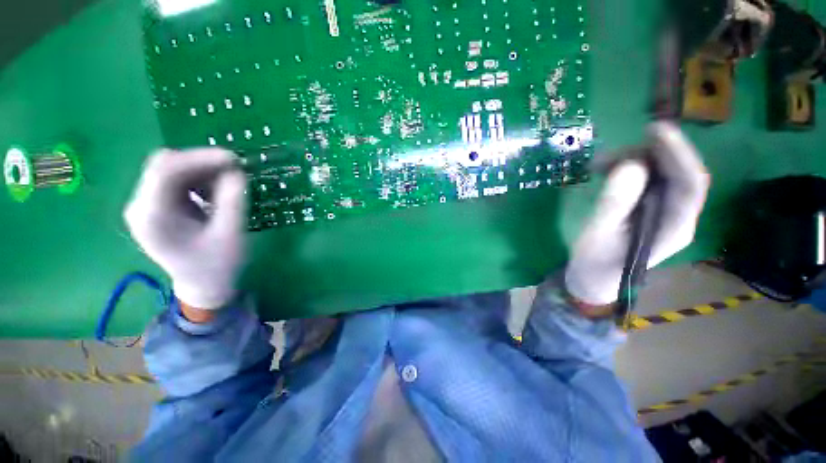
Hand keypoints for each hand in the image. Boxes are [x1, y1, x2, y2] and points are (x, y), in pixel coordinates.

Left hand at [124, 148, 246, 310]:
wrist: (204, 286)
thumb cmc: (218, 265)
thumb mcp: (231, 234)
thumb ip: (233, 201)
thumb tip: (236, 171)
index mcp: (152, 216)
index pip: (166, 170)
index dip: (200, 158)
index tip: (235, 160)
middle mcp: (141, 206)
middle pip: (165, 166)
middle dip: (202, 163)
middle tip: (235, 171)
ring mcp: (147, 206)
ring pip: (171, 170)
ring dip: (202, 172)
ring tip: (229, 185)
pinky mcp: (157, 208)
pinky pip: (176, 182)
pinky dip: (199, 181)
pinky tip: (215, 193)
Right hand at [565, 122, 709, 305]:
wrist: (593, 279)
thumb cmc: (594, 263)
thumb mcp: (597, 235)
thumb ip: (614, 203)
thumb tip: (630, 165)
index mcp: (673, 228)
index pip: (690, 184)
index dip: (678, 153)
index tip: (655, 130)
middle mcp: (677, 216)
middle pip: (678, 173)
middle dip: (648, 155)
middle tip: (611, 153)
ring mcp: (664, 211)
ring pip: (661, 173)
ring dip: (633, 161)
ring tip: (599, 164)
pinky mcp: (650, 208)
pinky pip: (647, 180)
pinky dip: (627, 169)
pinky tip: (605, 169)